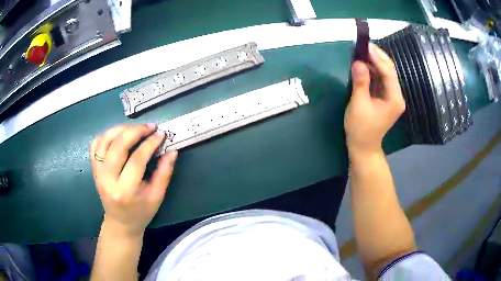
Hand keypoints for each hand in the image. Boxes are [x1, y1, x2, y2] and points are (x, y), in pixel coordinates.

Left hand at [90, 124, 177, 237]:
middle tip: (149, 127)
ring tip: (135, 129)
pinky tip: (118, 135)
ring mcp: (98, 173)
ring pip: (104, 141)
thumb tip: (172, 151)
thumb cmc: (141, 212)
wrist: (120, 222)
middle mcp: (107, 180)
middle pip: (118, 146)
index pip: (136, 160)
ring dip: (120, 129)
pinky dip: (106, 135)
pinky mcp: (94, 169)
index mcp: (125, 191)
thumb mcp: (157, 196)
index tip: (160, 134)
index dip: (150, 144)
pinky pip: (95, 145)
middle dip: (135, 131)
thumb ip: (164, 173)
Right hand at [344, 43, 405, 155]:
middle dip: (377, 56)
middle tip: (363, 45)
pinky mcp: (386, 97)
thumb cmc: (361, 129)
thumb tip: (358, 62)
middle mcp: (396, 96)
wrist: (363, 146)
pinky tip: (364, 64)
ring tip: (362, 51)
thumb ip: (360, 83)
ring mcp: (392, 96)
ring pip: (385, 73)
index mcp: (394, 99)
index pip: (388, 72)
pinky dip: (373, 70)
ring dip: (374, 62)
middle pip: (389, 70)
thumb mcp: (358, 105)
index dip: (377, 58)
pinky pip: (381, 79)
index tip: (365, 45)